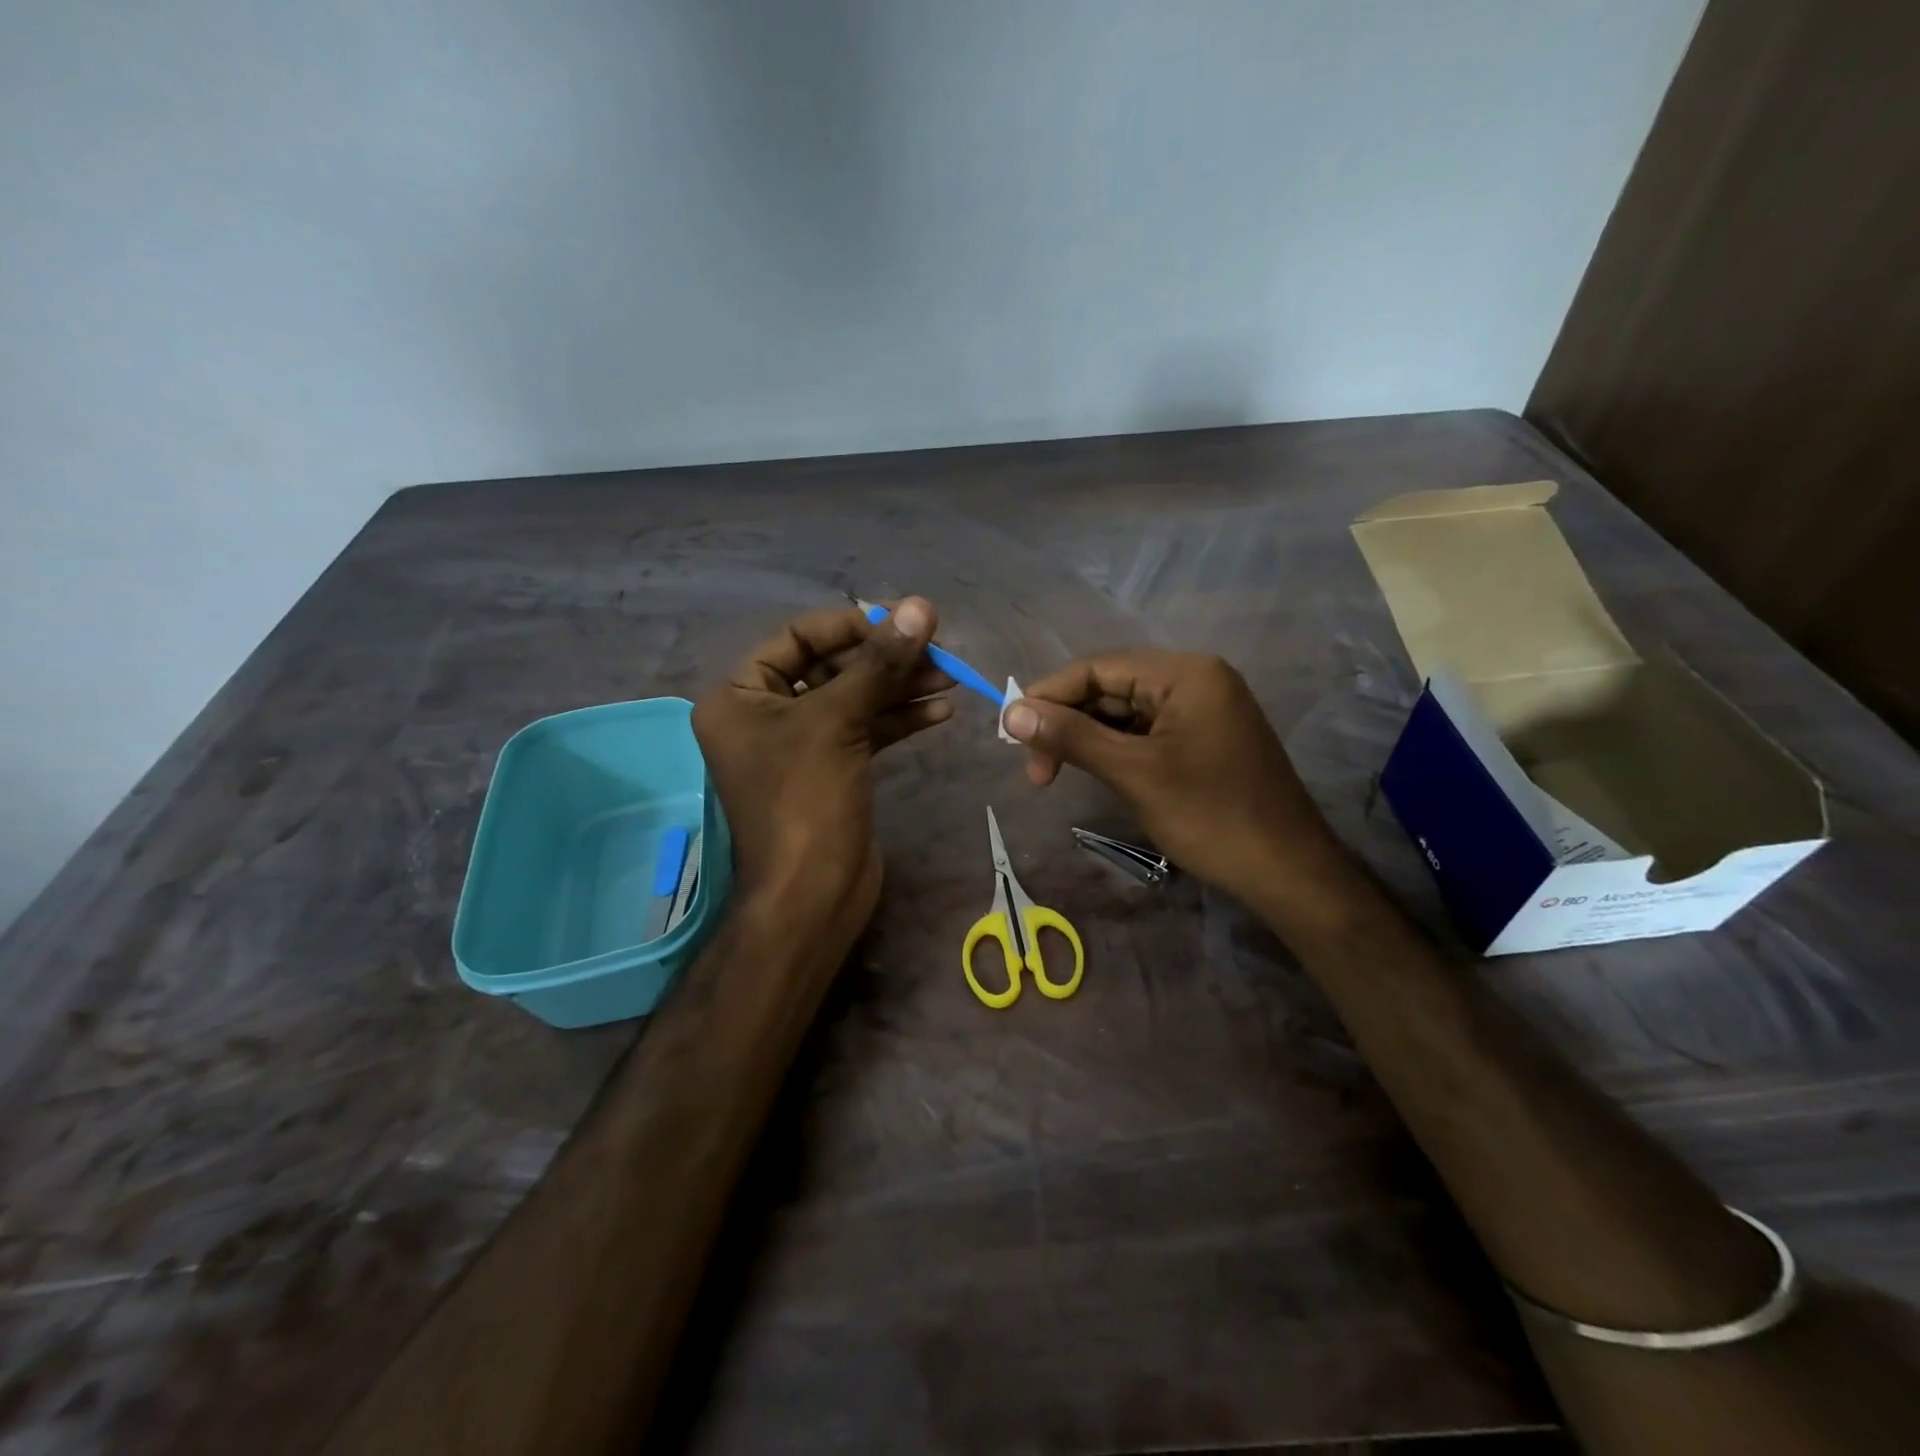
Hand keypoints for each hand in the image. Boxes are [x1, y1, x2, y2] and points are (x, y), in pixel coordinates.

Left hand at [692, 598, 952, 951]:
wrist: (812, 896)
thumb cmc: (805, 801)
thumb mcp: (838, 722)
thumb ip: (879, 663)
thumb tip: (921, 607)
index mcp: (740, 695)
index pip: (798, 637)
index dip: (852, 626)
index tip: (904, 621)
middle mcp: (764, 714)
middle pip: (831, 667)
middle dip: (884, 659)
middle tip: (937, 650)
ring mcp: (800, 745)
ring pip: (854, 699)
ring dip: (900, 688)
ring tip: (951, 678)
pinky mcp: (832, 769)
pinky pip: (866, 730)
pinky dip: (900, 719)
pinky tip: (940, 711)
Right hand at [1002, 650, 1351, 908]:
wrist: (1287, 871)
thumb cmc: (1210, 816)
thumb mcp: (1134, 773)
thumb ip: (1071, 737)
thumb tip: (1010, 712)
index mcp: (1185, 673)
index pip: (1097, 667)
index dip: (1048, 695)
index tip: (1011, 733)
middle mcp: (1194, 680)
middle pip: (1110, 687)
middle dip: (1067, 722)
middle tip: (1035, 770)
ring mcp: (1201, 710)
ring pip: (1124, 712)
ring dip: (1086, 739)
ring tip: (1054, 775)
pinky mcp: (1202, 739)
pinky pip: (1145, 732)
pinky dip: (1114, 750)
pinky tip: (1093, 772)